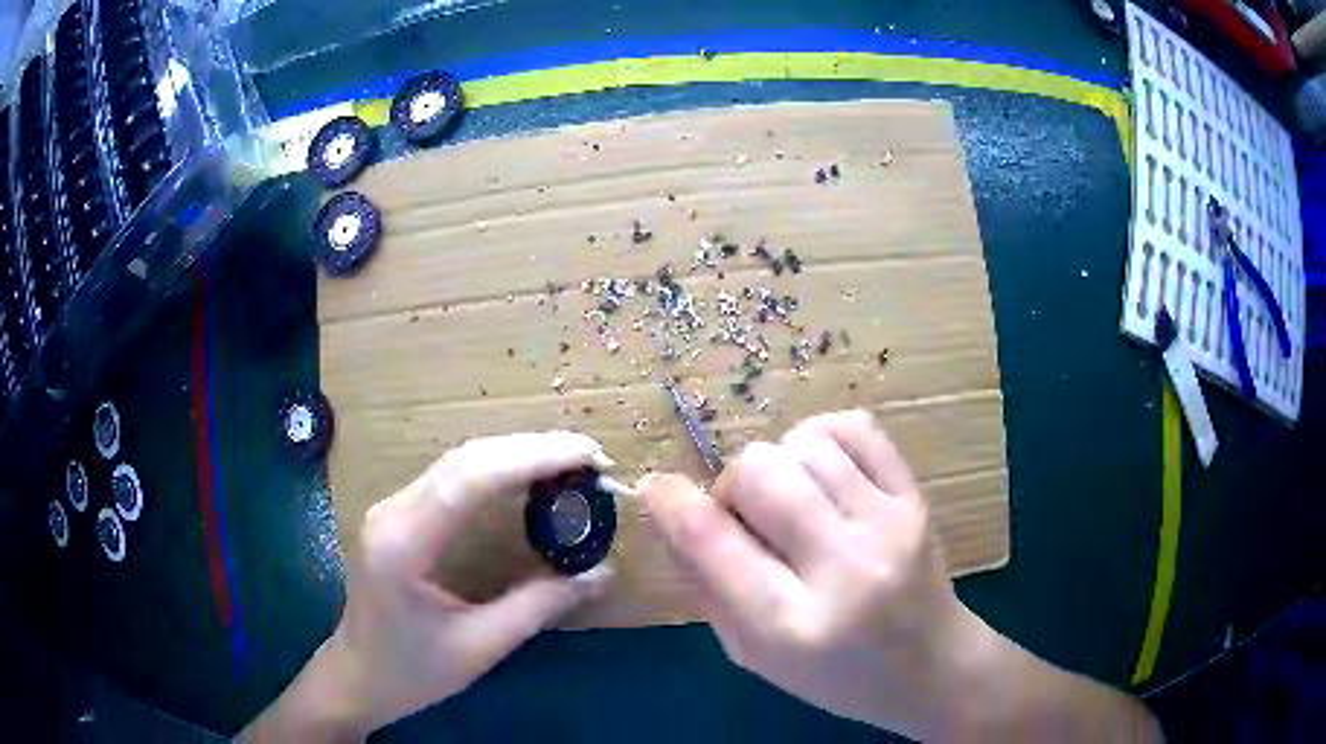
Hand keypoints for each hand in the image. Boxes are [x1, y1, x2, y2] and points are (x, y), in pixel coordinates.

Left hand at [242, 432, 614, 740]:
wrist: (356, 676)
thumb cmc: (411, 672)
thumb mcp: (480, 647)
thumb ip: (539, 606)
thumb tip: (601, 574)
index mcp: (404, 544)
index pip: (470, 479)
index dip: (534, 458)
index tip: (590, 456)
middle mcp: (392, 512)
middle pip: (465, 459)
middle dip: (532, 449)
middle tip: (591, 457)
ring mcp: (390, 508)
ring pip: (458, 462)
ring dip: (515, 454)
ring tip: (569, 462)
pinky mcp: (398, 515)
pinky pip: (451, 478)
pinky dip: (496, 470)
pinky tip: (526, 477)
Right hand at [641, 410, 974, 737]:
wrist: (930, 666)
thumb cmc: (835, 676)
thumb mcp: (753, 655)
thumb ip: (706, 586)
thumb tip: (671, 512)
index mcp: (791, 625)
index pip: (712, 540)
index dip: (671, 502)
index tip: (658, 488)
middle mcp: (844, 568)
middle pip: (759, 472)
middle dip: (732, 486)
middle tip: (745, 516)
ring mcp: (888, 524)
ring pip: (803, 444)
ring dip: (778, 465)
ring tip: (790, 500)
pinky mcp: (916, 497)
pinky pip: (854, 427)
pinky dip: (820, 438)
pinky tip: (820, 471)